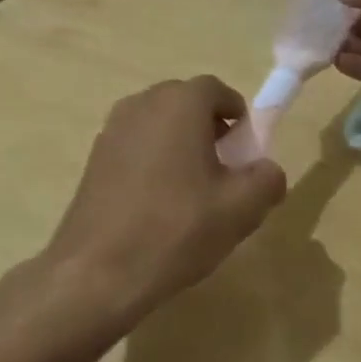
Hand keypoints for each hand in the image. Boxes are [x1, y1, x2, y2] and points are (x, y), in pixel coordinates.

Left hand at [42, 76, 287, 329]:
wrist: (98, 271)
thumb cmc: (176, 229)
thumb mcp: (240, 209)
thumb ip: (266, 179)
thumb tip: (267, 170)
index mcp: (179, 104)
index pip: (216, 90)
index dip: (237, 115)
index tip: (246, 149)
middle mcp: (141, 104)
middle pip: (185, 102)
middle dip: (209, 127)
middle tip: (223, 169)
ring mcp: (111, 130)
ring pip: (158, 124)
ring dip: (179, 143)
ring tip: (191, 190)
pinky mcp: (93, 158)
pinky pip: (135, 145)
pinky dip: (152, 160)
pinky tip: (157, 203)